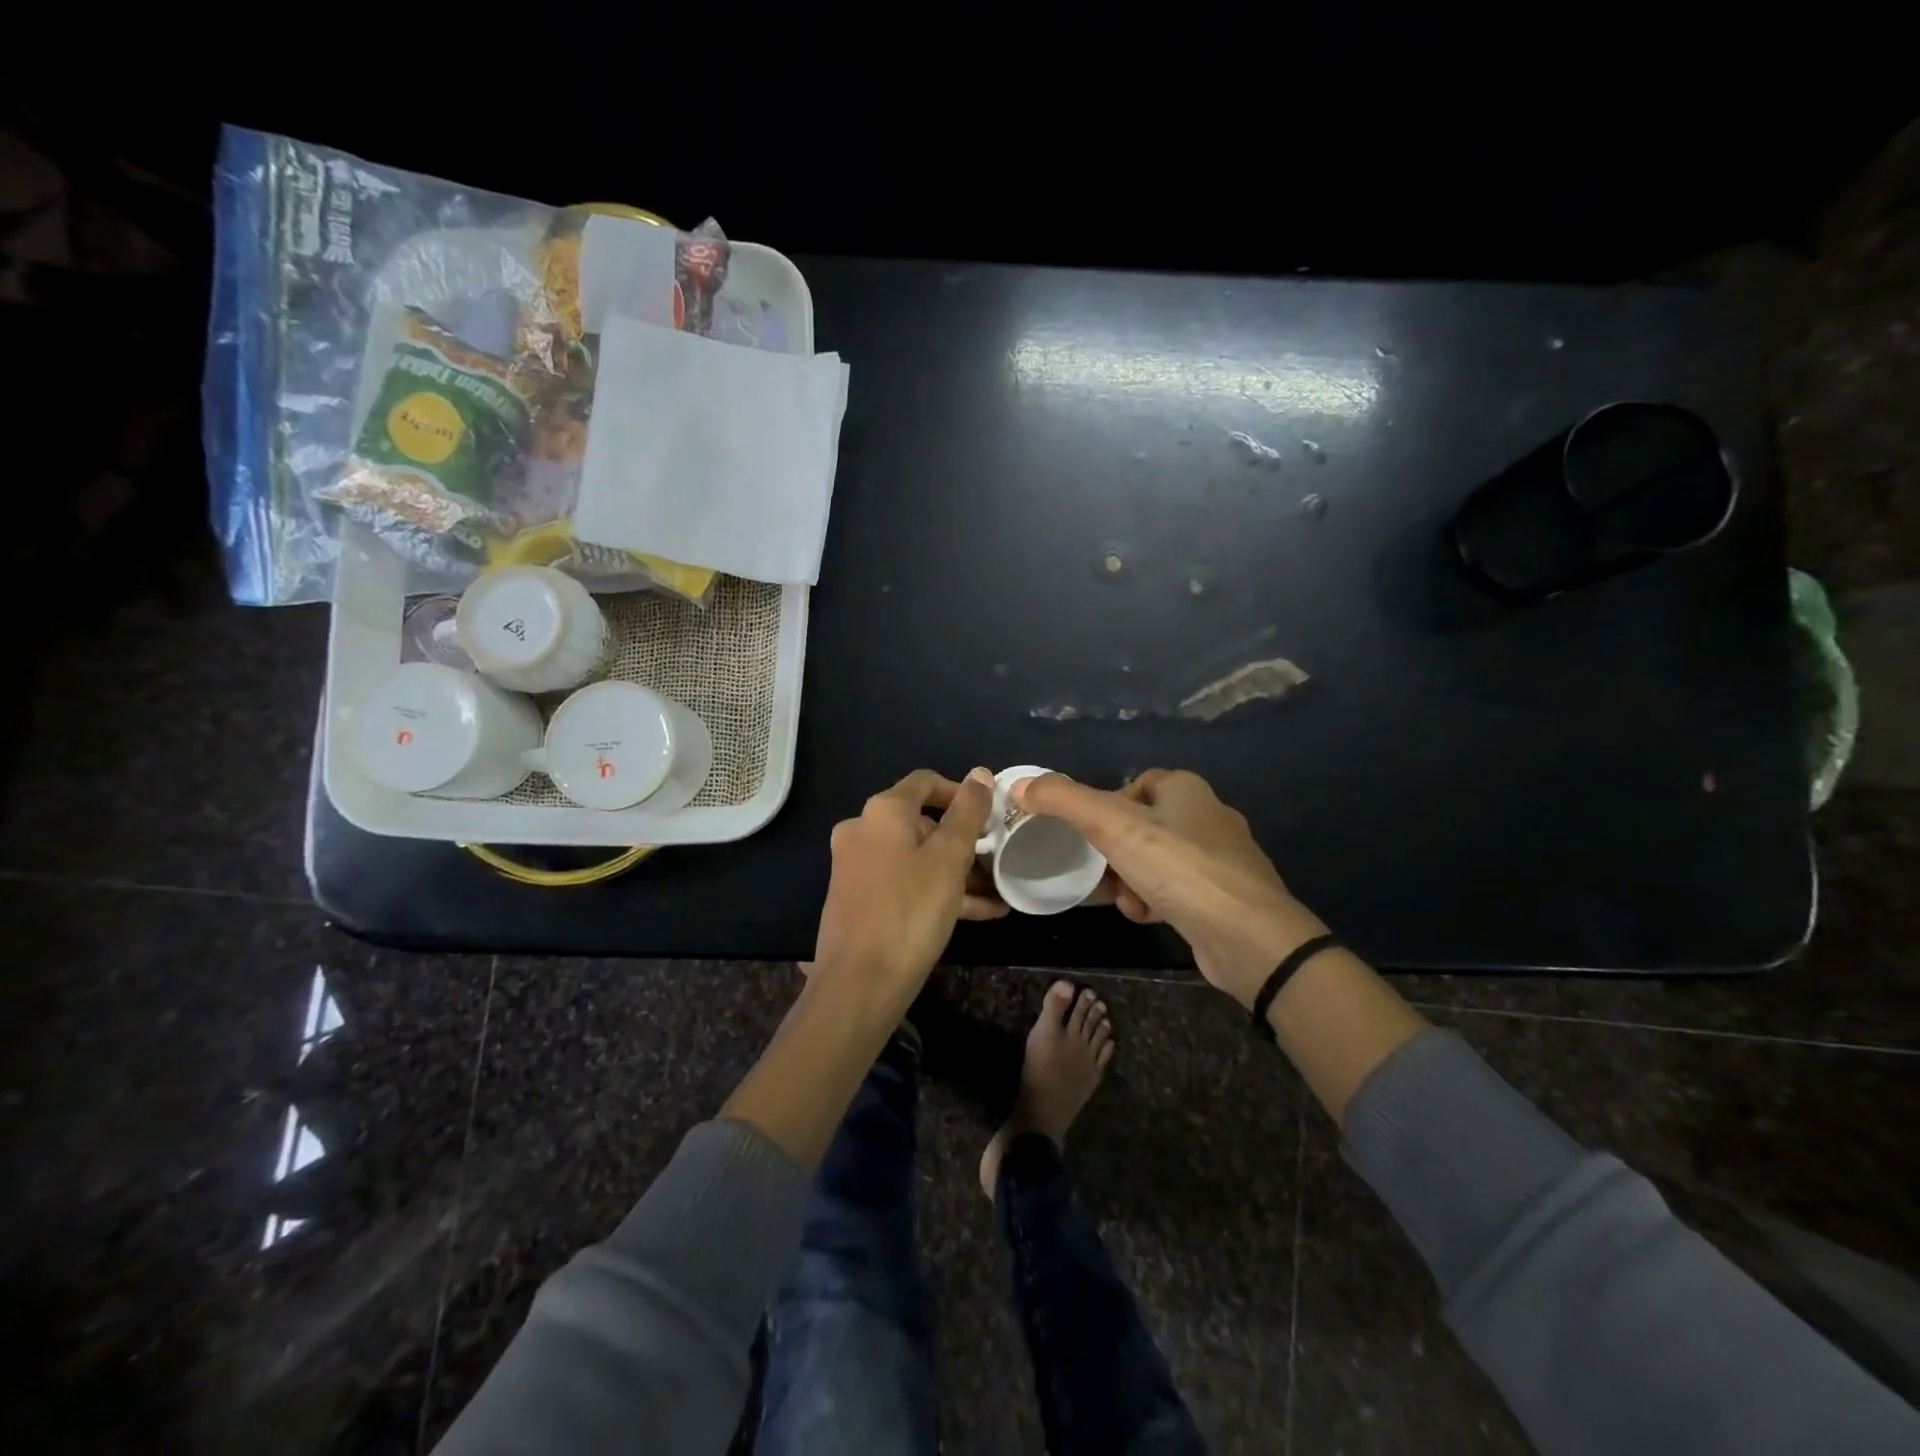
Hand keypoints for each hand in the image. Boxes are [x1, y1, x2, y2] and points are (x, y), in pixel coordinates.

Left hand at [812, 768, 999, 996]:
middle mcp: (862, 830)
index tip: (990, 817)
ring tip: (997, 895)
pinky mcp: (859, 899)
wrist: (860, 983)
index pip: (925, 782)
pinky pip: (905, 883)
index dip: (961, 793)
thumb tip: (980, 774)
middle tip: (997, 863)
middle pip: (922, 824)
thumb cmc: (910, 910)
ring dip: (957, 873)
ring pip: (916, 858)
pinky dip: (937, 891)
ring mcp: (857, 866)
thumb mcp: (949, 858)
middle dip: (963, 843)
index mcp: (882, 812)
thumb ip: (967, 813)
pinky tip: (979, 914)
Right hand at [1014, 769, 1325, 1005]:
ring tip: (1120, 899)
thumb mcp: (1112, 825)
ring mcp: (1220, 859)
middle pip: (1142, 826)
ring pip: (1155, 861)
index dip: (1106, 805)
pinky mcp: (1224, 897)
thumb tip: (1020, 785)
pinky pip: (1175, 890)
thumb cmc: (1178, 868)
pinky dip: (1154, 901)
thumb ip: (1063, 801)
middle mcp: (1207, 816)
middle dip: (1113, 850)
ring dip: (1130, 880)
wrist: (1247, 937)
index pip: (1135, 784)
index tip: (1086, 831)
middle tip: (1093, 870)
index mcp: (1186, 789)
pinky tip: (1146, 916)